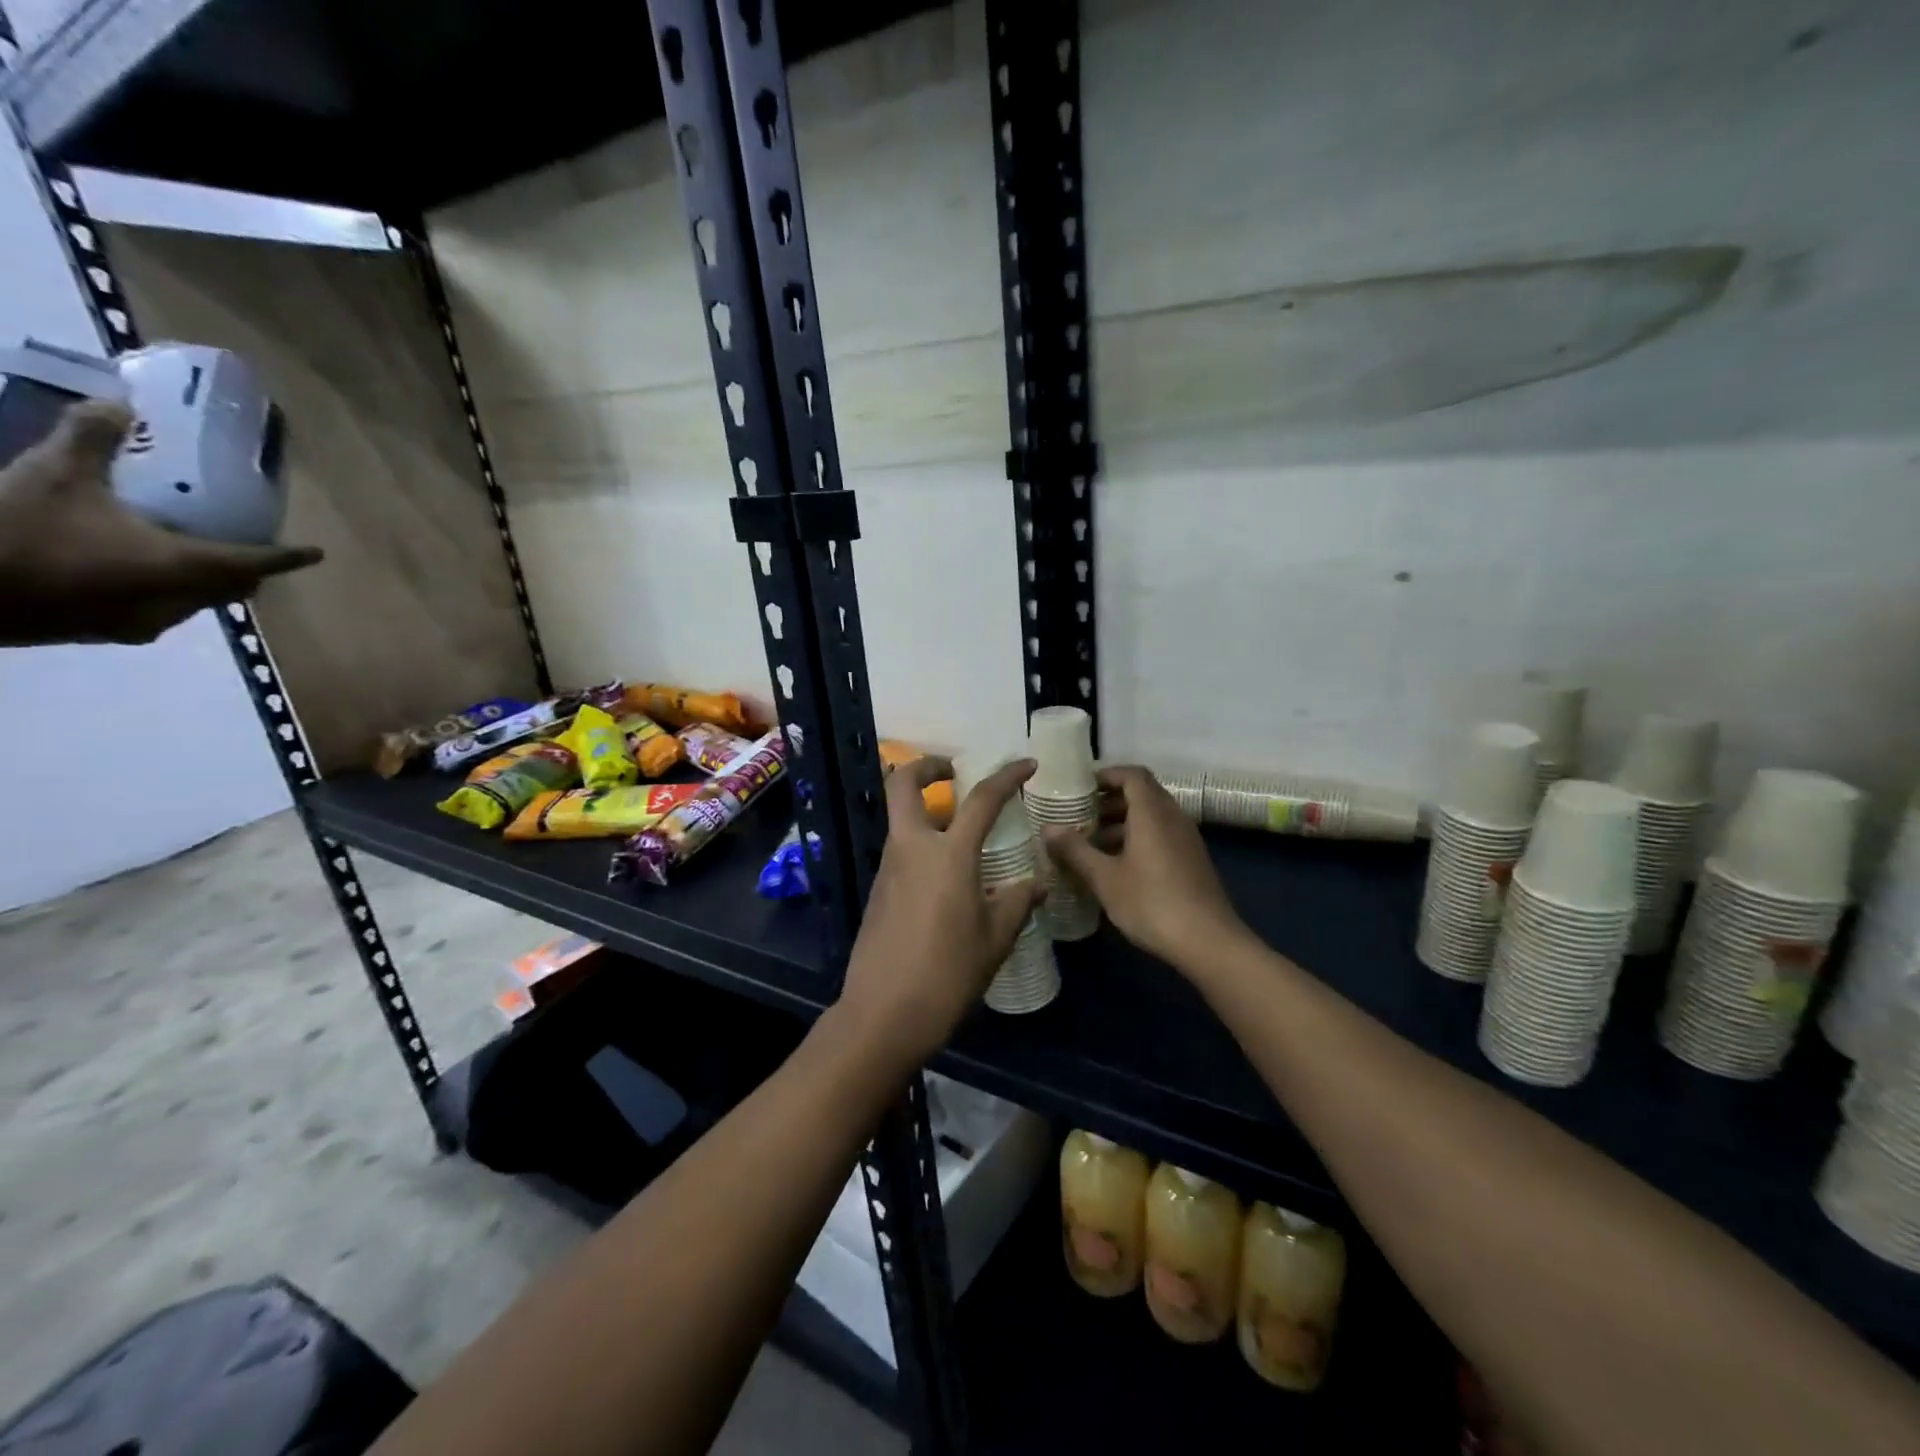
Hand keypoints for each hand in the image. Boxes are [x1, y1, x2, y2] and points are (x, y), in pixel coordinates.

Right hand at [0, 400, 323, 646]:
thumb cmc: (15, 532)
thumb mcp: (55, 475)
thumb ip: (92, 437)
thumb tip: (120, 402)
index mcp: (184, 568)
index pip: (256, 562)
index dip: (287, 556)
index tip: (315, 553)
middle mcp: (178, 602)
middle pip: (233, 586)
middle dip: (250, 568)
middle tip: (255, 544)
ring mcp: (144, 623)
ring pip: (199, 602)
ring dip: (210, 581)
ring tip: (205, 552)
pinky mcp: (110, 632)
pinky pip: (162, 610)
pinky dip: (172, 591)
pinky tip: (147, 571)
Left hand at [836, 755, 1046, 1064]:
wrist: (883, 1014)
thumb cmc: (947, 974)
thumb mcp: (994, 940)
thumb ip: (1016, 903)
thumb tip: (1036, 882)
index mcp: (948, 855)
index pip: (981, 799)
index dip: (1006, 776)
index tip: (1026, 765)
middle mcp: (912, 849)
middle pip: (903, 784)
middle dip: (926, 767)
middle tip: (953, 772)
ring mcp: (888, 869)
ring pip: (901, 819)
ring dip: (925, 811)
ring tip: (962, 834)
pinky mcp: (877, 891)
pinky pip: (900, 852)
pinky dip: (921, 846)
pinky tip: (945, 879)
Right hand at [1043, 765, 1252, 974]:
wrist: (1208, 942)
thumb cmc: (1152, 903)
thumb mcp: (1105, 878)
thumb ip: (1075, 850)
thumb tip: (1047, 828)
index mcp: (1152, 812)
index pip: (1132, 775)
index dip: (1106, 775)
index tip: (1080, 788)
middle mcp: (1173, 817)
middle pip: (1141, 794)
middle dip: (1109, 801)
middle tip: (1078, 816)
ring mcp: (1186, 839)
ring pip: (1151, 817)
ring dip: (1121, 822)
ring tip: (1090, 843)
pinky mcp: (1191, 860)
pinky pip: (1160, 835)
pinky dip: (1136, 839)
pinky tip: (1116, 866)